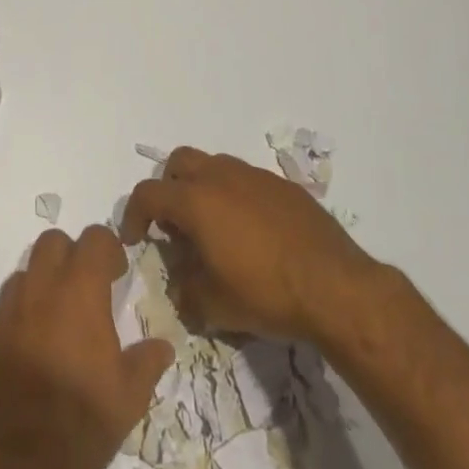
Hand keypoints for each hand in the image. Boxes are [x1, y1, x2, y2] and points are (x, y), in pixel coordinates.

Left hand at [0, 225, 174, 468]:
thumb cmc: (83, 425)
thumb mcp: (129, 396)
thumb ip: (147, 361)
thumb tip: (162, 346)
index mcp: (78, 292)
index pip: (93, 239)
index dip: (108, 248)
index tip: (117, 273)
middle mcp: (38, 291)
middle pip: (52, 242)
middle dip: (71, 255)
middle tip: (87, 288)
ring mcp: (5, 314)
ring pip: (24, 273)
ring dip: (43, 283)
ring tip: (58, 320)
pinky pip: (3, 310)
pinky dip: (20, 316)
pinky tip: (32, 351)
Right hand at [121, 147, 382, 344]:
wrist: (335, 286)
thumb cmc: (265, 294)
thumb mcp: (212, 305)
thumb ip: (184, 288)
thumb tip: (181, 280)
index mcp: (195, 200)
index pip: (148, 194)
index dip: (133, 214)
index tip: (135, 238)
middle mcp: (221, 176)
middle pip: (179, 162)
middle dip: (168, 188)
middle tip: (174, 224)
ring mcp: (254, 176)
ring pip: (214, 166)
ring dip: (203, 188)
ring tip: (213, 228)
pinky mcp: (283, 185)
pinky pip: (246, 180)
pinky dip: (235, 197)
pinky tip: (250, 232)